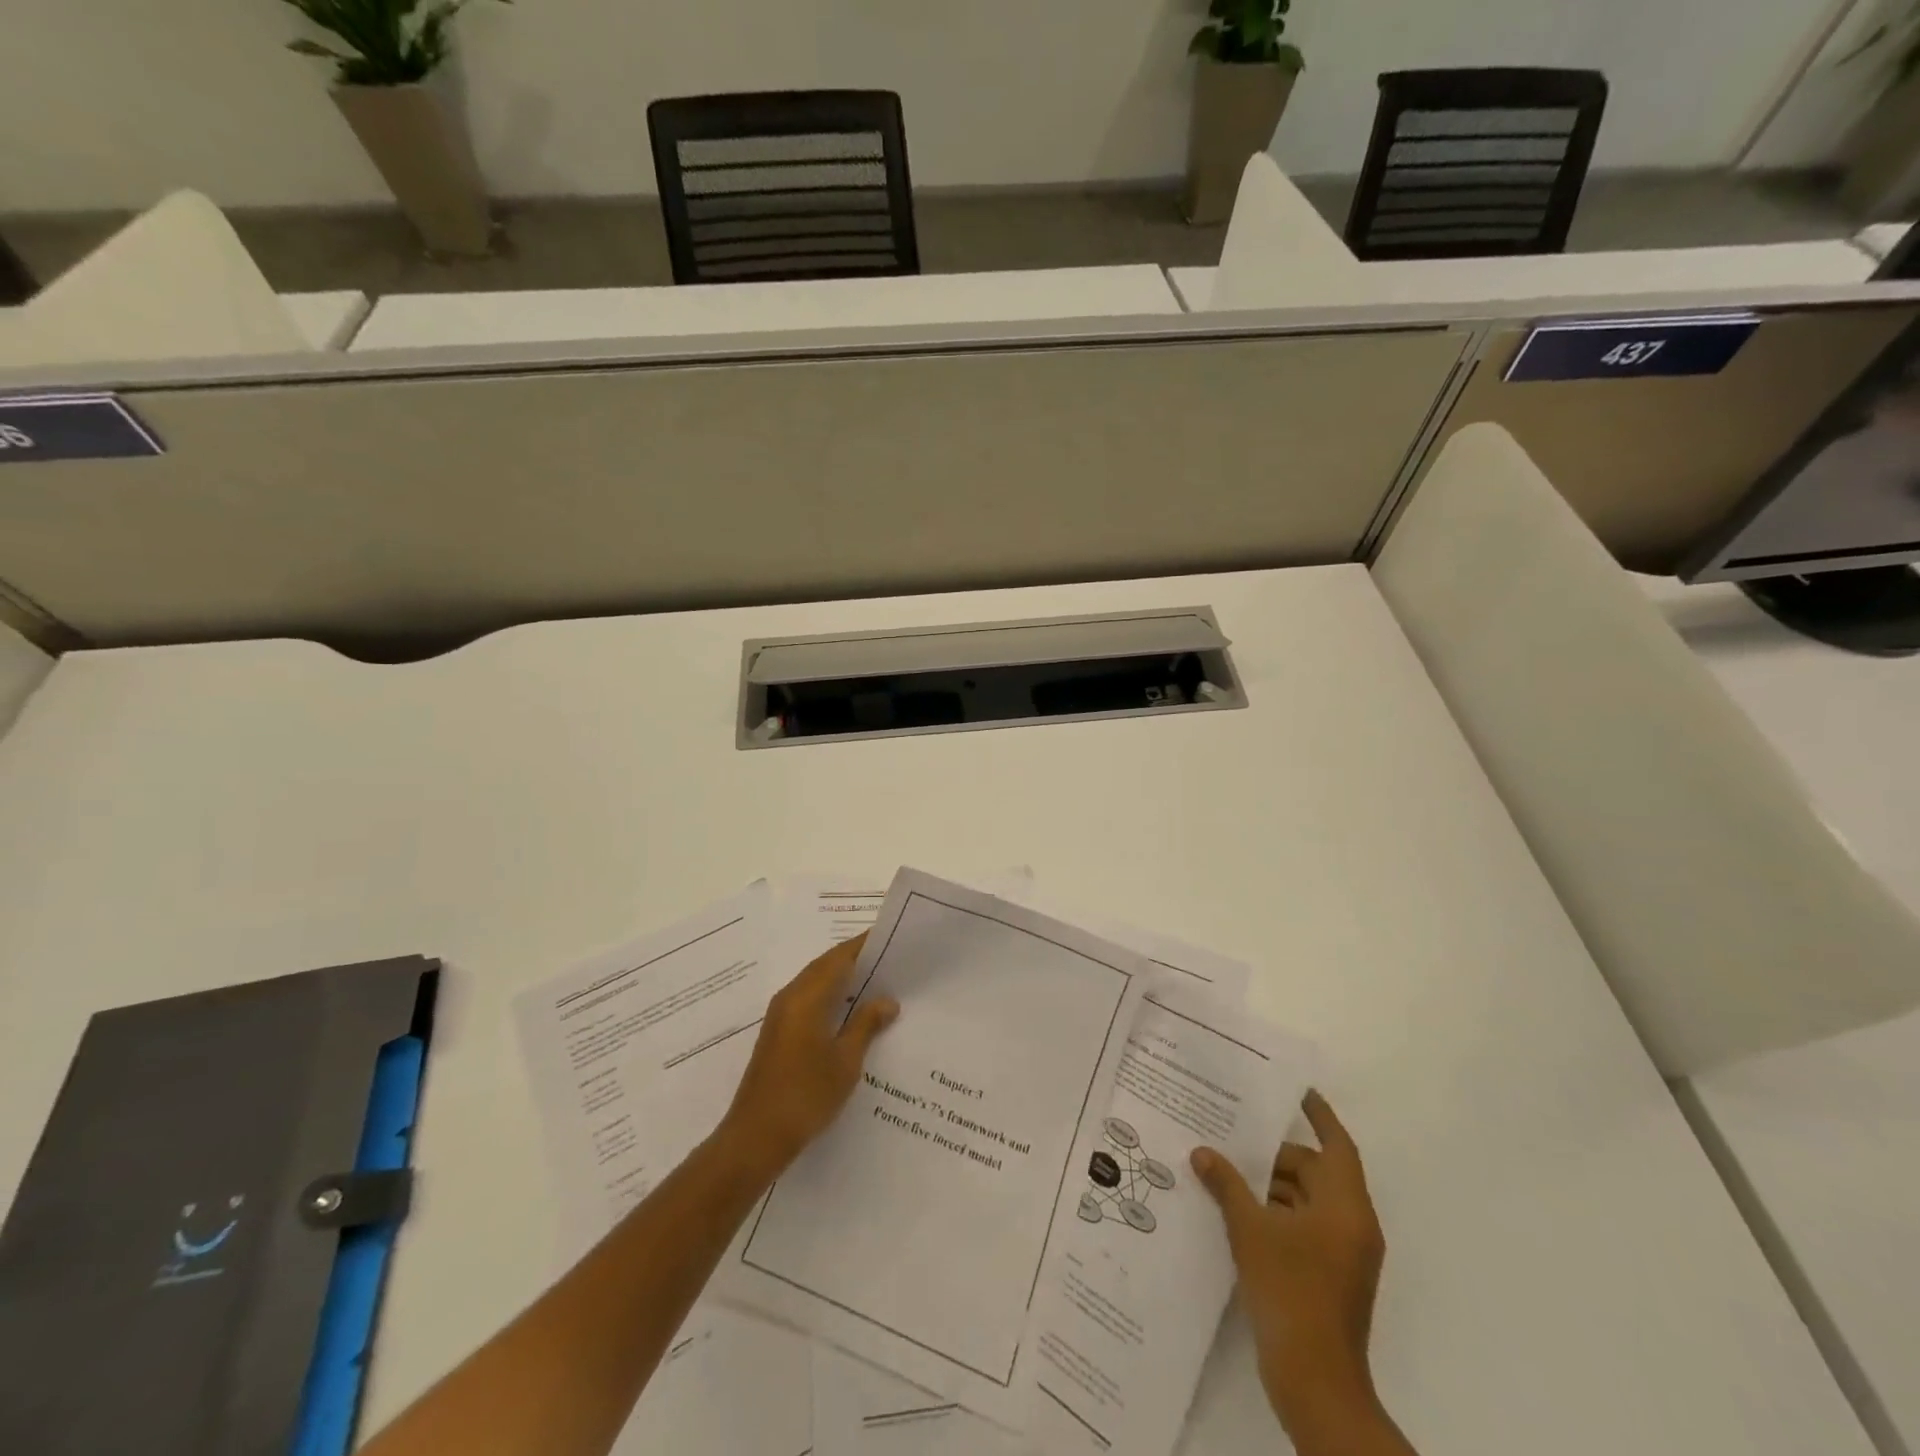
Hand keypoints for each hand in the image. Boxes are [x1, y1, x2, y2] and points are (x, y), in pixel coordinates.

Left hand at [716, 934, 899, 1181]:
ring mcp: (781, 1015)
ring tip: (877, 981)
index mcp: (806, 997)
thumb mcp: (845, 1061)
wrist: (756, 1137)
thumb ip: (866, 1024)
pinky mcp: (778, 1033)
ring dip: (842, 977)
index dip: (864, 945)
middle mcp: (790, 997)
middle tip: (890, 959)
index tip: (890, 937)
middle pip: (825, 965)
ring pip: (815, 982)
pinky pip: (808, 999)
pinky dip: (830, 995)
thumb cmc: (805, 1096)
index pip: (839, 957)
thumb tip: (887, 1000)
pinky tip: (850, 1010)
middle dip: (855, 958)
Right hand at [1191, 1091, 1402, 1453]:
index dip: (1319, 1115)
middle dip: (1276, 1156)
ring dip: (1272, 1186)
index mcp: (1345, 1208)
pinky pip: (1304, 1226)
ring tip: (1228, 1171)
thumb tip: (1202, 1152)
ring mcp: (1344, 1255)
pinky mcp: (1330, 1277)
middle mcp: (1352, 1226)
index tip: (1296, 1090)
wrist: (1315, 1383)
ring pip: (1309, 1201)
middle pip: (1317, 1172)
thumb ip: (1226, 1185)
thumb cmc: (1290, 1292)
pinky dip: (1277, 1214)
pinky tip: (1237, 1211)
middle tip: (1235, 1138)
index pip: (1336, 1146)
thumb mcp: (1250, 1230)